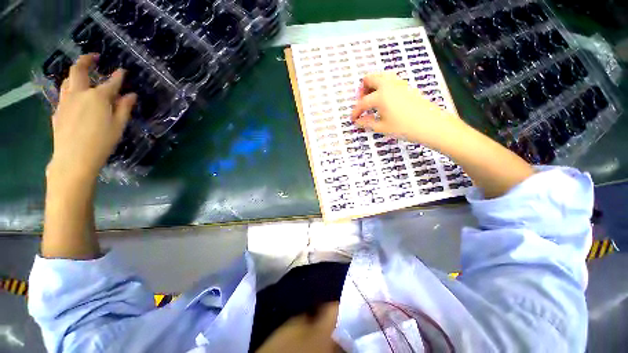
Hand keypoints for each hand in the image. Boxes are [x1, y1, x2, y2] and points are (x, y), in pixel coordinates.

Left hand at [47, 54, 135, 183]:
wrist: (74, 159)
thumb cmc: (101, 142)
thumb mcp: (118, 126)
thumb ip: (124, 108)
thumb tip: (131, 95)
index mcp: (97, 97)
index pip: (111, 82)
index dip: (118, 76)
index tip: (122, 71)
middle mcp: (79, 94)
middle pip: (78, 70)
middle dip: (86, 60)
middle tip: (94, 57)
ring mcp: (65, 101)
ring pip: (67, 80)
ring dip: (76, 74)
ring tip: (83, 75)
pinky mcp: (58, 111)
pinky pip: (63, 94)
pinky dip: (70, 89)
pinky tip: (75, 96)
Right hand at [350, 72, 462, 148]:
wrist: (431, 124)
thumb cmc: (404, 127)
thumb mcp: (382, 128)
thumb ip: (367, 123)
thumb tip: (358, 121)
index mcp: (380, 96)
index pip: (362, 102)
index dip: (355, 111)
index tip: (353, 119)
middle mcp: (388, 84)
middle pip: (369, 78)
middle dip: (362, 90)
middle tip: (362, 103)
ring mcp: (399, 83)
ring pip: (381, 76)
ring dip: (373, 86)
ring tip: (373, 100)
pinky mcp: (407, 85)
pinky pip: (390, 80)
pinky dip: (383, 87)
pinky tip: (385, 100)